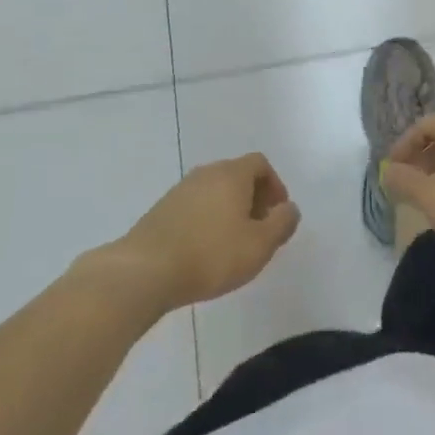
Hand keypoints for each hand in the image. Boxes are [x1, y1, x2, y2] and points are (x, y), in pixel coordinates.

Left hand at [109, 154, 300, 311]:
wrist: (144, 271)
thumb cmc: (211, 255)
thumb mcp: (259, 245)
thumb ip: (282, 224)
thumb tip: (290, 209)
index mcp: (232, 174)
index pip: (260, 163)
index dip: (274, 185)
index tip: (277, 213)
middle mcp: (206, 173)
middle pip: (236, 175)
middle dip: (253, 198)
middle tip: (259, 229)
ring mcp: (179, 190)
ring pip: (214, 191)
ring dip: (228, 210)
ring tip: (232, 243)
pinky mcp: (160, 211)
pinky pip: (194, 207)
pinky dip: (206, 220)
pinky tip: (204, 250)